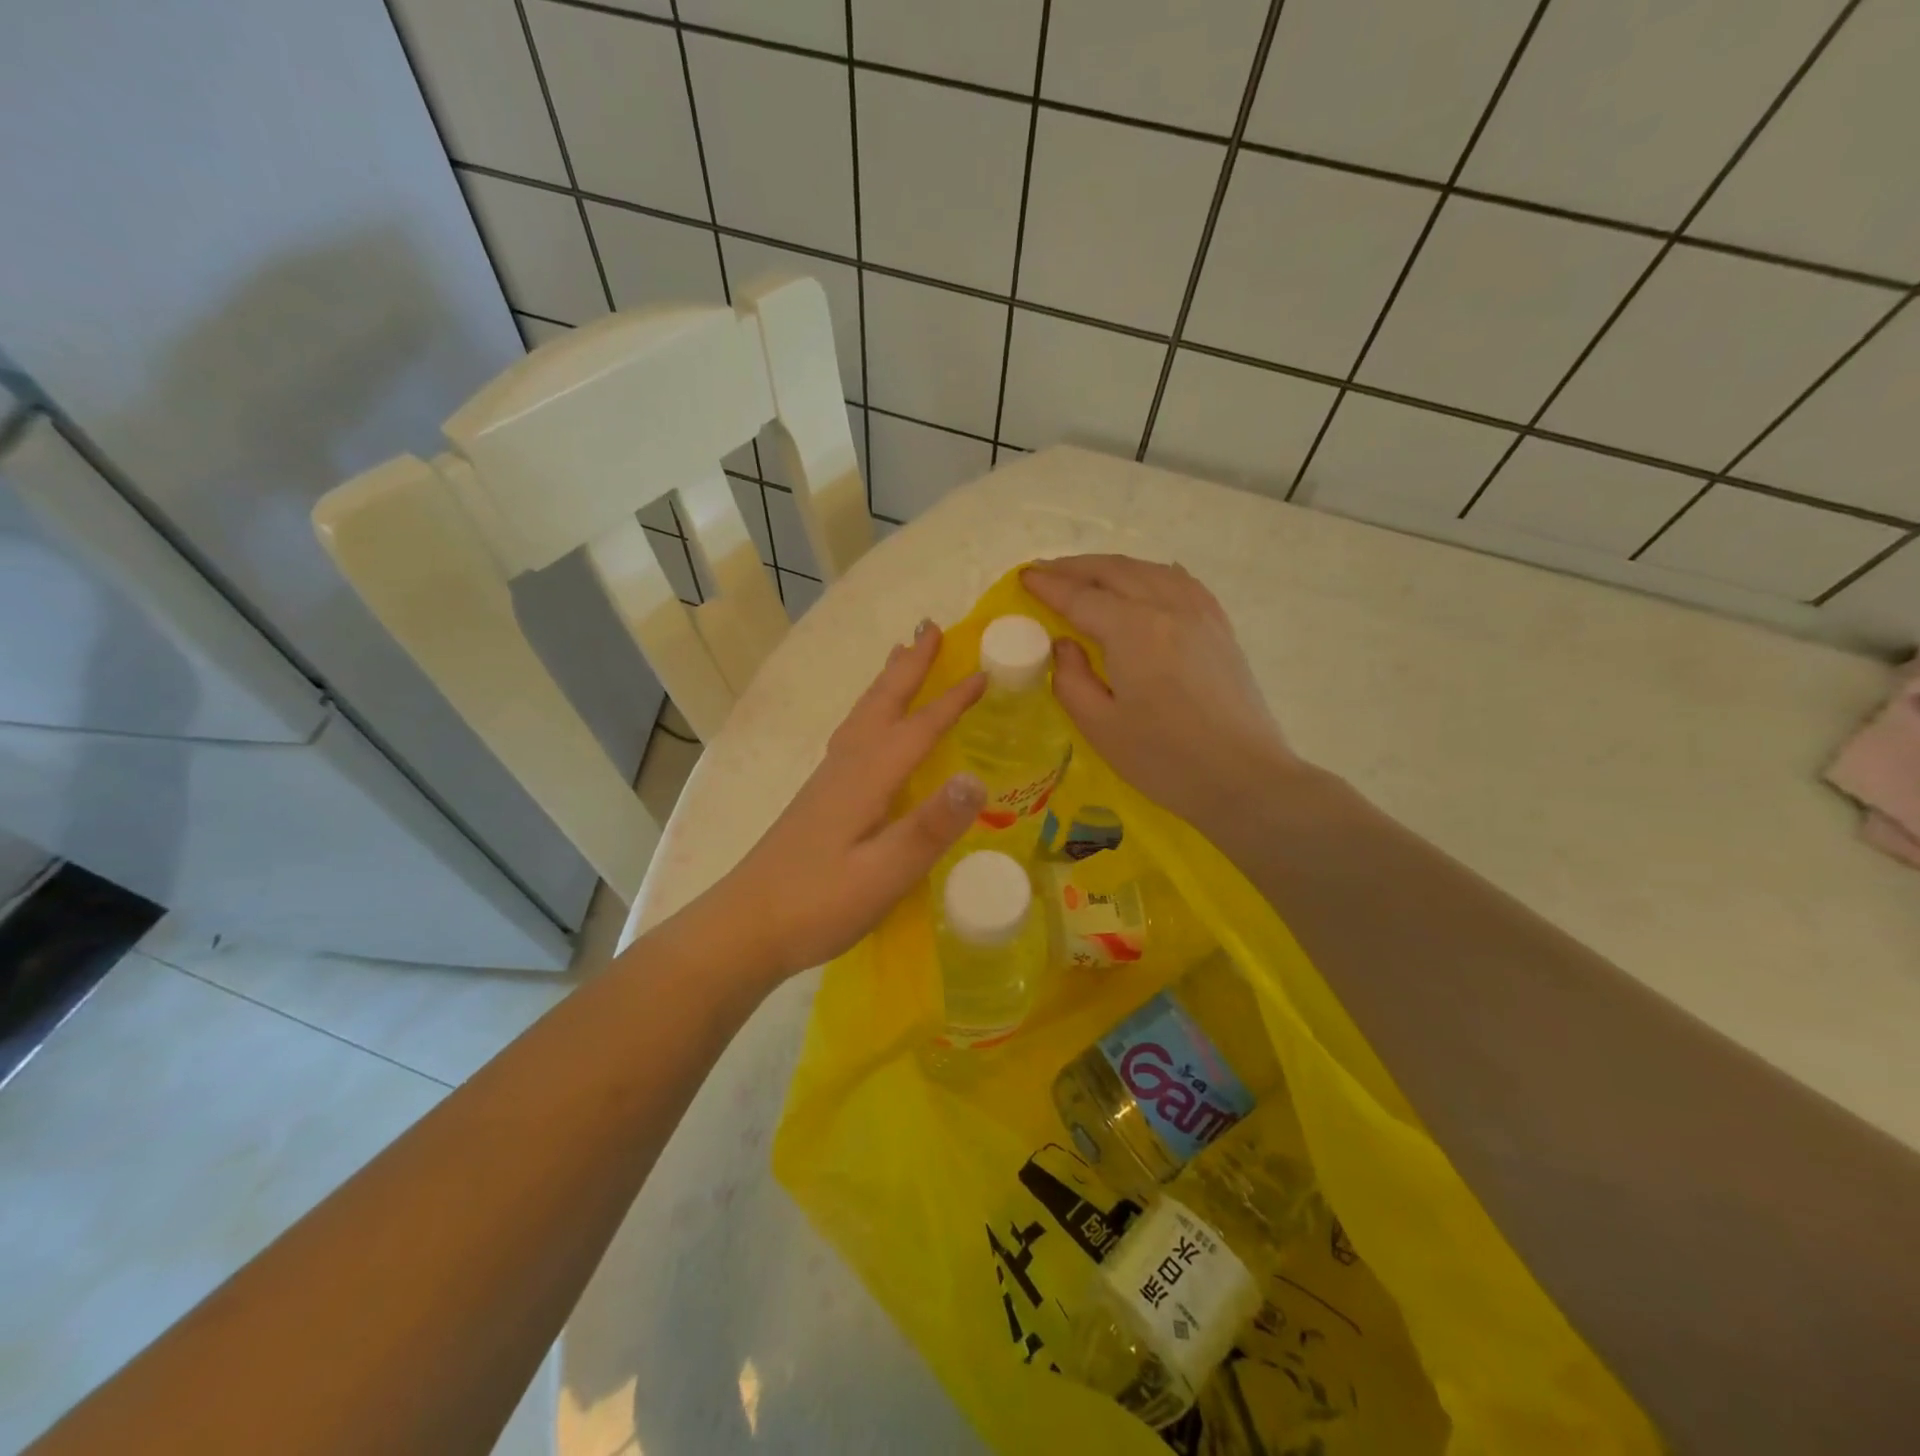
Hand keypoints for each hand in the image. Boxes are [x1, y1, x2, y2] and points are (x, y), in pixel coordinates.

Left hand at [721, 621, 986, 980]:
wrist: (745, 926)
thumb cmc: (818, 904)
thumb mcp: (883, 875)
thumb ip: (929, 828)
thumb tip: (977, 778)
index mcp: (866, 779)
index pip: (917, 729)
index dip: (951, 701)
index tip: (983, 672)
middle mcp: (846, 767)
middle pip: (881, 703)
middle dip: (909, 665)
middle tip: (931, 626)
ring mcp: (828, 782)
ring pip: (863, 715)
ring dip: (887, 682)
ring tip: (901, 656)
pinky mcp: (819, 799)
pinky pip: (854, 735)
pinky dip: (872, 712)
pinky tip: (871, 728)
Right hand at [1023, 555, 1301, 829]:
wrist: (1243, 777)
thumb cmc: (1164, 760)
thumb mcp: (1100, 727)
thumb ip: (1070, 679)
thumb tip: (1064, 644)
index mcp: (1132, 630)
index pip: (1080, 597)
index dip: (1048, 586)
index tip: (1023, 577)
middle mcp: (1167, 606)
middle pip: (1113, 571)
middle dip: (1074, 567)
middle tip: (1044, 572)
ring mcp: (1199, 612)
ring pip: (1147, 569)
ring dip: (1110, 567)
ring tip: (1085, 575)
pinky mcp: (1219, 626)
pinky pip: (1179, 581)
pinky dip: (1150, 572)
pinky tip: (1143, 579)